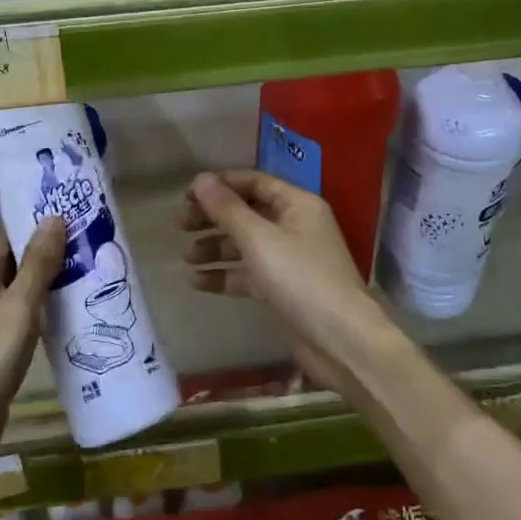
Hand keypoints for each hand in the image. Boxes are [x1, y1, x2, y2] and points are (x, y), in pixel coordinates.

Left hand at [0, 220, 66, 479]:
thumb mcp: (19, 308)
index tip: (69, 218)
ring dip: (44, 283)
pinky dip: (39, 310)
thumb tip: (53, 217)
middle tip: (85, 245)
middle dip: (45, 252)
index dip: (34, 225)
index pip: (6, 236)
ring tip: (83, 274)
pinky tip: (63, 316)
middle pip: (11, 262)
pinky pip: (17, 317)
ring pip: (16, 291)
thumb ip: (37, 264)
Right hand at [181, 171, 395, 394]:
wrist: (340, 341)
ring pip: (245, 245)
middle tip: (180, 225)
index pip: (253, 182)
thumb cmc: (300, 279)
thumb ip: (227, 209)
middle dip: (213, 218)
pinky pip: (248, 274)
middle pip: (246, 212)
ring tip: (186, 258)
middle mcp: (294, 226)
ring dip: (215, 248)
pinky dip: (225, 275)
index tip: (187, 196)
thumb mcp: (259, 239)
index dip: (220, 186)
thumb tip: (200, 178)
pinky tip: (198, 282)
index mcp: (296, 204)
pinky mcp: (282, 289)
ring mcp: (289, 259)